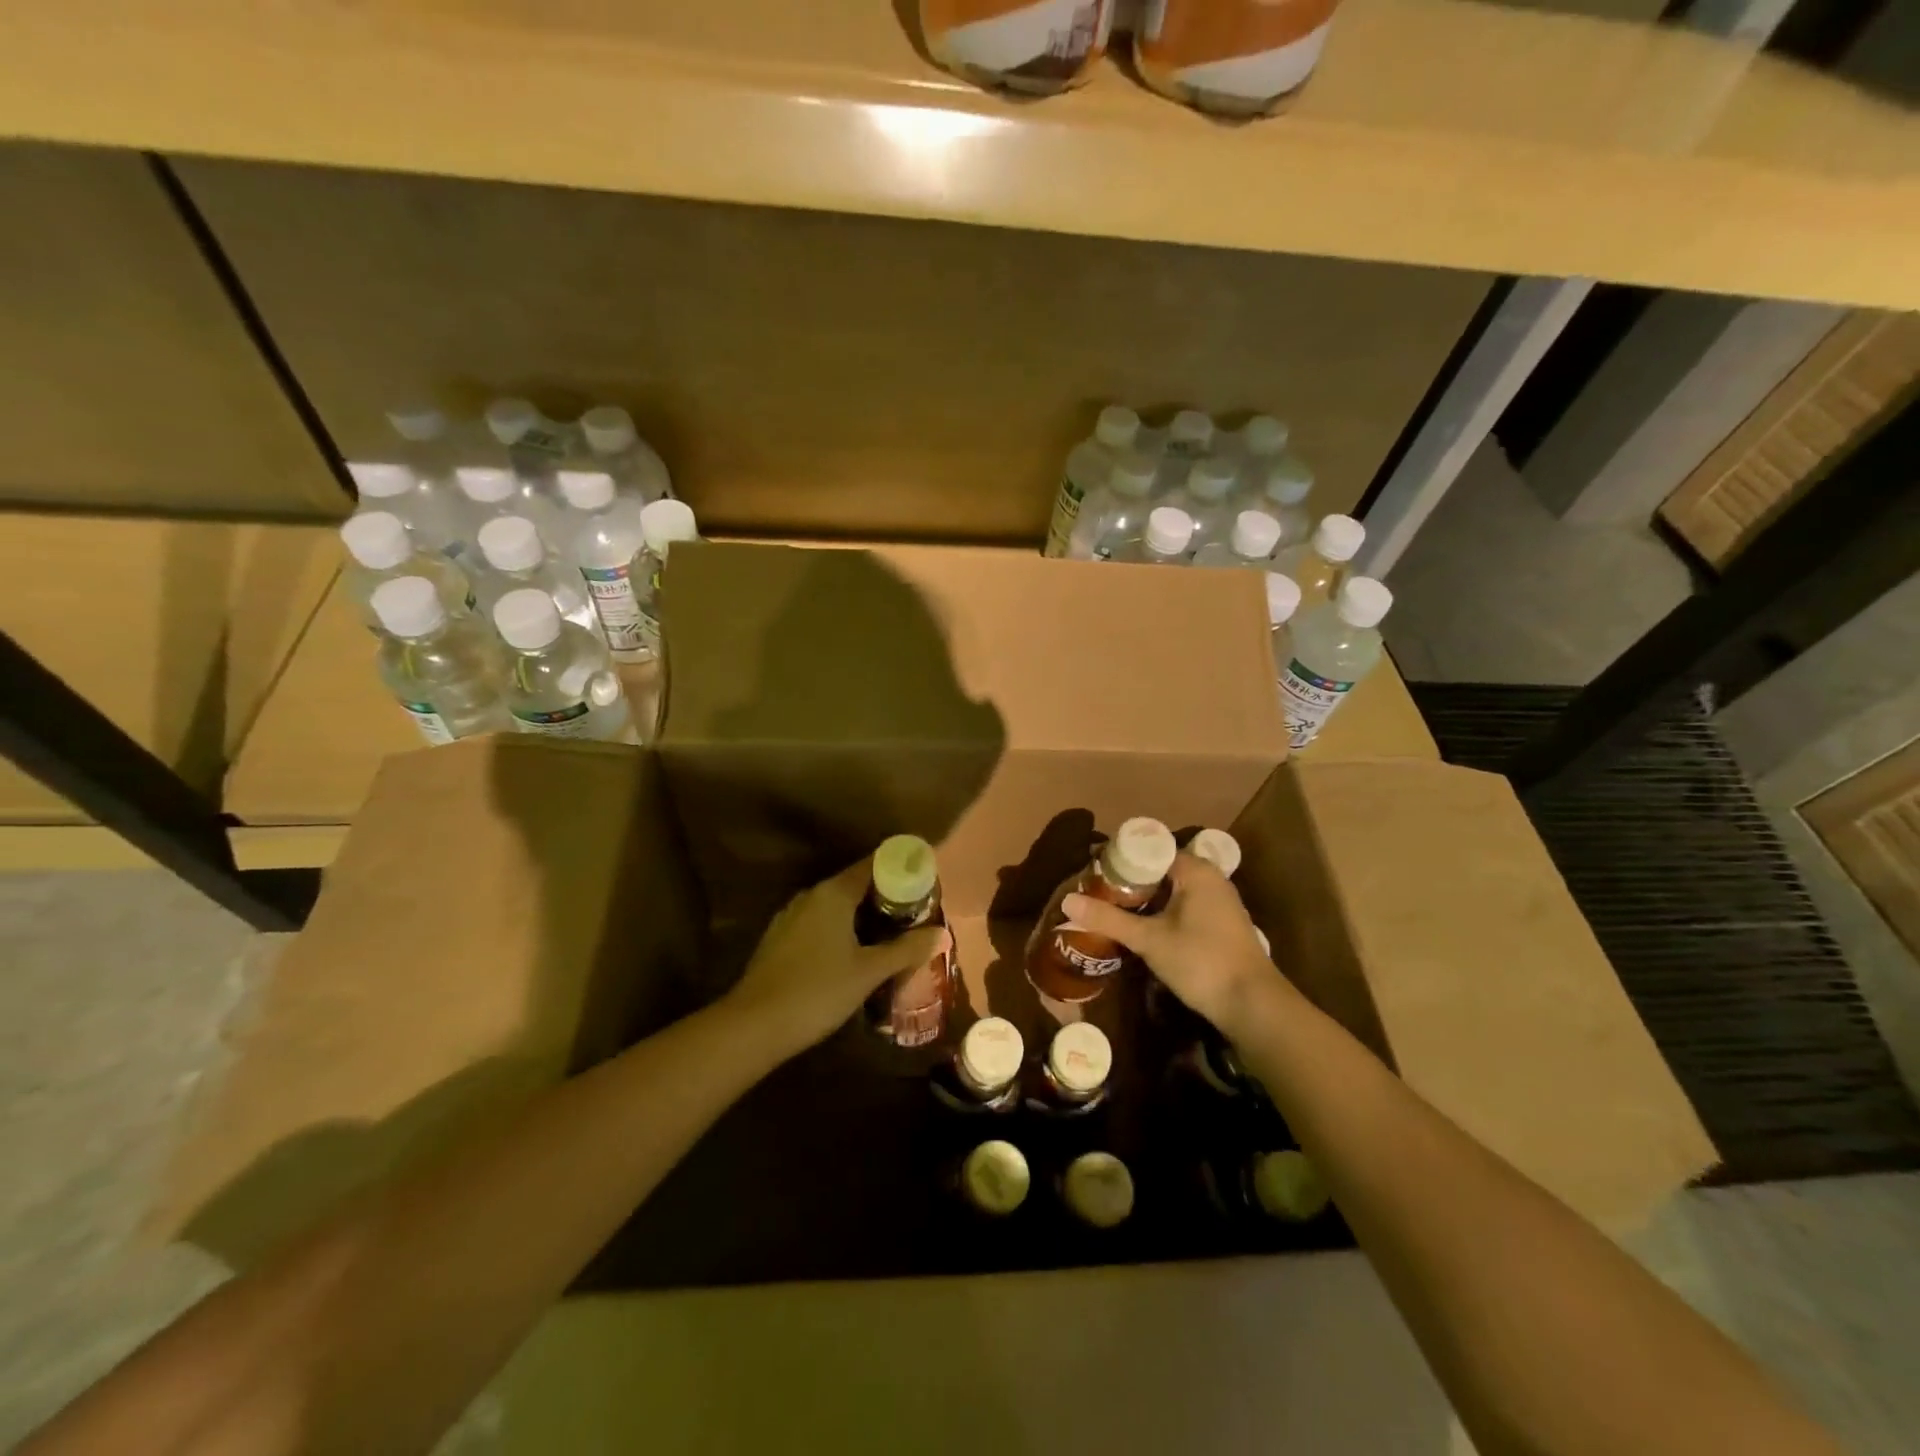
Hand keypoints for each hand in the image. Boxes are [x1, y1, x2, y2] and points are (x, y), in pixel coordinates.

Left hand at [725, 858, 949, 1055]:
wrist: (753, 1026)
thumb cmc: (817, 991)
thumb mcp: (869, 971)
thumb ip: (906, 949)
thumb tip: (941, 934)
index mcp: (833, 893)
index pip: (874, 865)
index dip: (902, 870)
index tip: (926, 882)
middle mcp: (811, 895)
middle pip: (856, 884)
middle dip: (887, 897)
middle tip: (916, 915)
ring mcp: (791, 917)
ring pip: (837, 906)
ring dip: (864, 916)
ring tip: (892, 936)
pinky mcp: (780, 939)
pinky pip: (820, 923)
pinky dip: (843, 930)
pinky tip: (855, 955)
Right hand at [1062, 851, 1288, 1036]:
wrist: (1253, 1005)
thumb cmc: (1201, 962)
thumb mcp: (1149, 940)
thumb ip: (1108, 918)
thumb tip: (1067, 901)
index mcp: (1195, 870)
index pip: (1149, 850)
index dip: (1118, 859)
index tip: (1091, 872)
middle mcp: (1210, 878)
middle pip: (1159, 869)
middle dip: (1127, 881)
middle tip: (1095, 892)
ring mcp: (1218, 901)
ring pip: (1171, 889)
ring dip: (1143, 899)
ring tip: (1110, 909)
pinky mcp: (1220, 924)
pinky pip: (1182, 905)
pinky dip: (1160, 911)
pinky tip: (1140, 928)